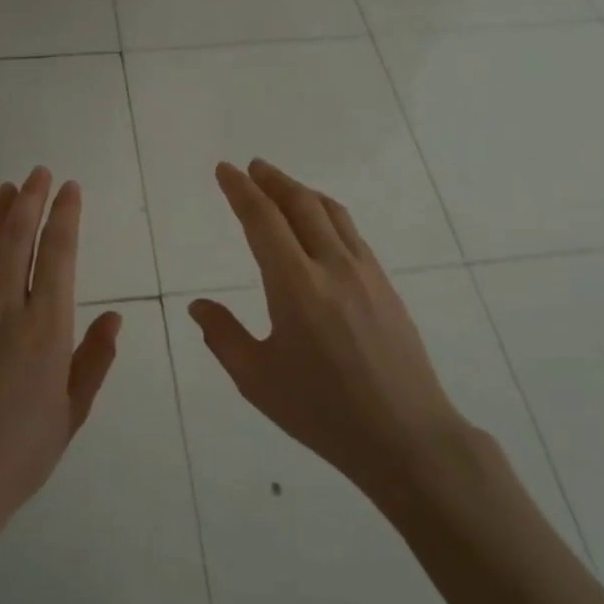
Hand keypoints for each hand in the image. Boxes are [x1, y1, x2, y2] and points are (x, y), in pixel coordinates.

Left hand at [0, 168, 121, 549]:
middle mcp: (5, 310)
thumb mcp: (72, 412)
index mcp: (46, 329)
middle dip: (30, 200)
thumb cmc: (20, 454)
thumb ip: (94, 361)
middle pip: (18, 239)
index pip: (59, 256)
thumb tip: (115, 319)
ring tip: (6, 186)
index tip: (71, 189)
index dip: (66, 217)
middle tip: (38, 173)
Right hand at [188, 160, 471, 494]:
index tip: (224, 170)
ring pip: (331, 212)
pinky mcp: (385, 284)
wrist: (406, 436)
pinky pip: (351, 232)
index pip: (262, 220)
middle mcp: (332, 266)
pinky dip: (327, 212)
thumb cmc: (323, 412)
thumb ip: (223, 336)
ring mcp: (364, 272)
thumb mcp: (258, 380)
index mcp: (296, 286)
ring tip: (282, 186)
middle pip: (300, 204)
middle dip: (272, 180)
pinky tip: (320, 224)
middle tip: (252, 167)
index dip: (240, 190)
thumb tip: (198, 305)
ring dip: (302, 191)